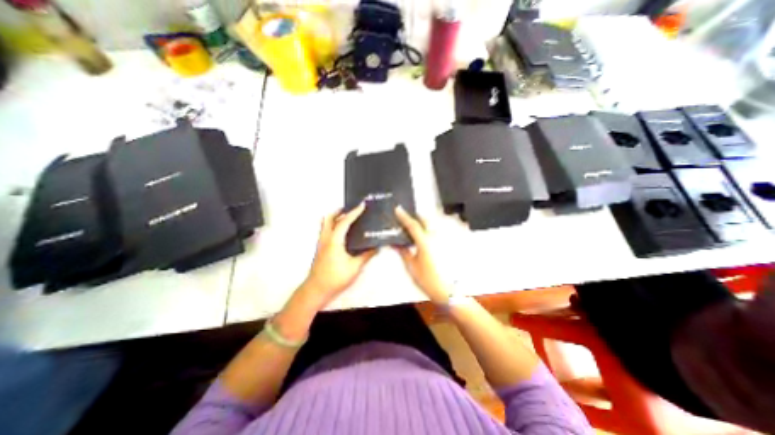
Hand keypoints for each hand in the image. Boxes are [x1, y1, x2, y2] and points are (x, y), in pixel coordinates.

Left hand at [298, 205, 378, 309]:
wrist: (317, 289)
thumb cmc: (335, 277)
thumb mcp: (355, 267)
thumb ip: (366, 256)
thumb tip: (377, 247)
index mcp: (334, 240)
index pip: (344, 221)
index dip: (354, 212)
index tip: (362, 205)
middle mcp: (326, 238)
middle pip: (329, 218)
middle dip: (339, 211)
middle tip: (350, 209)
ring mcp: (321, 243)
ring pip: (325, 224)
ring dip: (335, 218)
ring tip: (347, 218)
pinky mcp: (320, 248)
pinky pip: (326, 230)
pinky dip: (333, 225)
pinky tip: (342, 233)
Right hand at [396, 206, 451, 304]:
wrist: (448, 291)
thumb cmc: (427, 280)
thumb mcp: (411, 266)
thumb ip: (403, 252)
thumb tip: (395, 243)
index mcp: (425, 242)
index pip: (412, 225)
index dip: (404, 216)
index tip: (398, 209)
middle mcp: (435, 237)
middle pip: (425, 220)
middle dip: (415, 216)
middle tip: (406, 219)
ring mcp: (443, 240)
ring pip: (432, 225)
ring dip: (422, 223)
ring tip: (413, 228)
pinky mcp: (447, 245)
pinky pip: (436, 232)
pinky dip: (429, 231)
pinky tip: (424, 238)